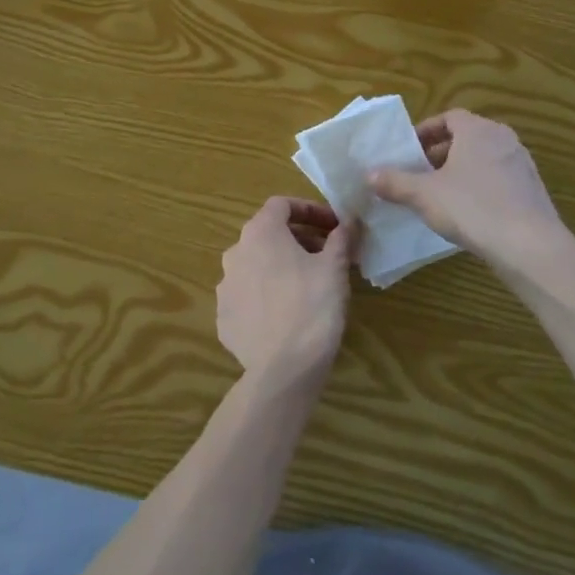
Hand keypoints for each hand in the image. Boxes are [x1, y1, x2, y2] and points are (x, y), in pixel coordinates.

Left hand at [217, 198, 360, 390]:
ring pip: (256, 265)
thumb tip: (350, 219)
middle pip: (268, 234)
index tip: (334, 226)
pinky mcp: (224, 317)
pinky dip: (267, 295)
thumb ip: (341, 238)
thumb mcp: (335, 268)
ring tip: (309, 286)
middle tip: (327, 256)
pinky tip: (287, 314)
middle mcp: (235, 252)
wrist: (283, 370)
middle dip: (299, 239)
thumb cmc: (313, 307)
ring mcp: (225, 286)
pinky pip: (249, 296)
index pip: (281, 205)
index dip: (309, 209)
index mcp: (260, 233)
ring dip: (281, 267)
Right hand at [367, 110, 571, 266]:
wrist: (530, 247)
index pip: (449, 117)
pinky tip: (468, 213)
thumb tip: (368, 175)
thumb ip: (395, 182)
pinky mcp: (533, 191)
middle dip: (440, 152)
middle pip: (467, 137)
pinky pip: (499, 179)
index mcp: (478, 130)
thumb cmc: (473, 209)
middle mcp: (504, 139)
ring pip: (484, 159)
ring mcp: (522, 165)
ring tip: (440, 193)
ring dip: (461, 170)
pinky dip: (480, 187)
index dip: (427, 131)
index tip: (410, 150)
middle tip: (420, 172)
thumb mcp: (424, 195)